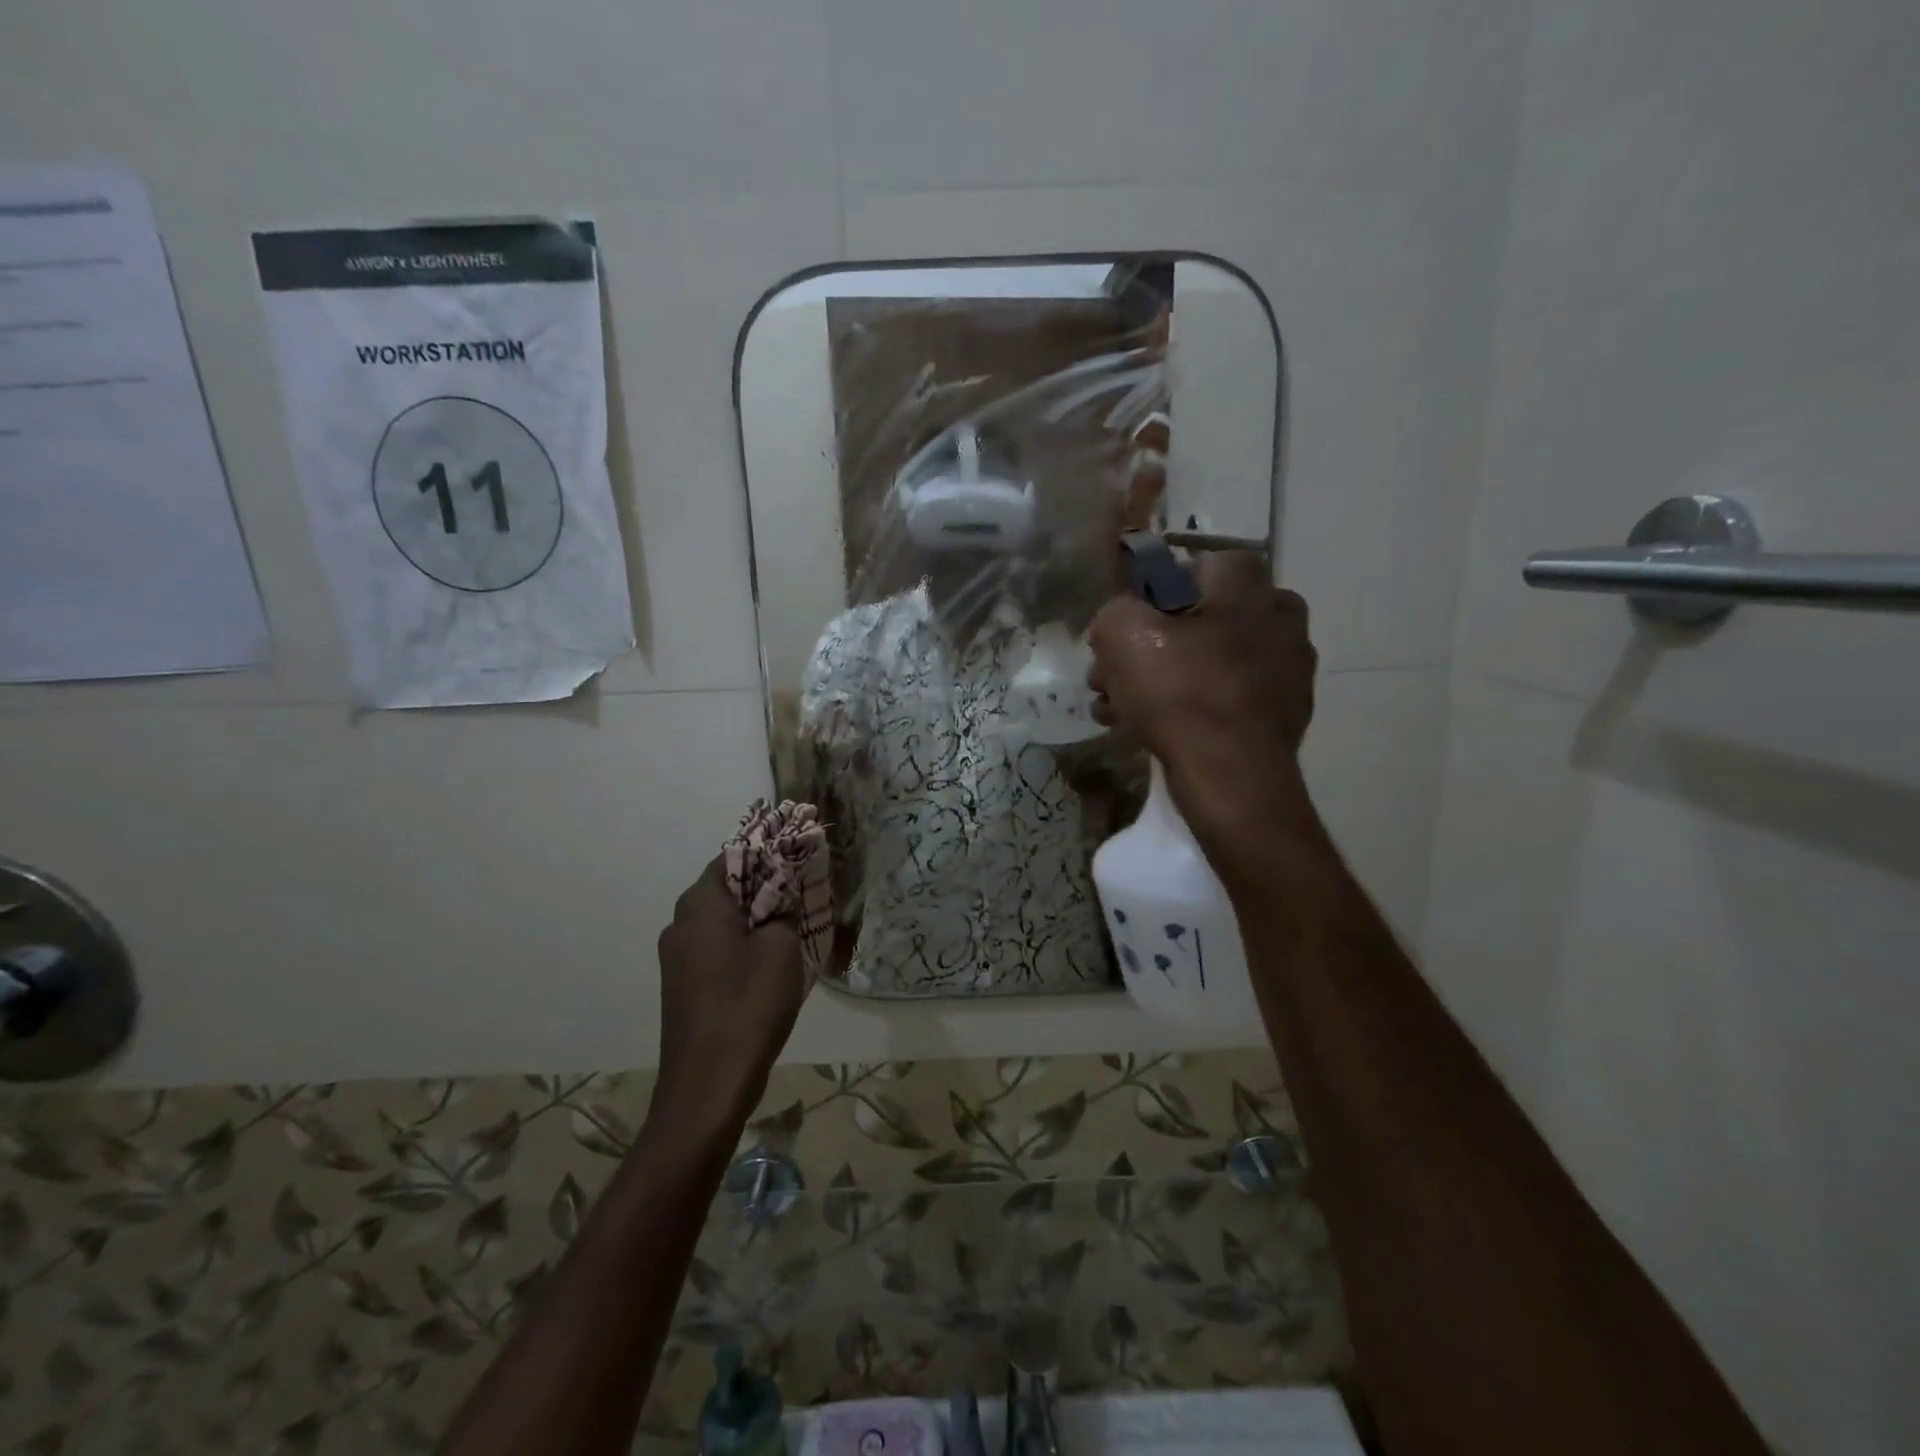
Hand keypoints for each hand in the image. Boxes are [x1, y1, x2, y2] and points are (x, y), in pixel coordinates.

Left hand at [654, 857, 809, 1133]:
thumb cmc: (748, 1006)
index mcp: (700, 904)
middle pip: (728, 887)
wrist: (708, 1086)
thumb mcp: (781, 948)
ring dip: (756, 919)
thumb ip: (783, 908)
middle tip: (805, 896)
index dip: (770, 855)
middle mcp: (680, 922)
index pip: (735, 856)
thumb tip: (783, 891)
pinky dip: (742, 945)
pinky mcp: (681, 984)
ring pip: (722, 920)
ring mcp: (676, 956)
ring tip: (794, 928)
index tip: (802, 862)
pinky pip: (715, 948)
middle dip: (766, 887)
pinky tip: (771, 963)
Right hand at [1087, 551, 1323, 866]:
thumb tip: (1120, 621)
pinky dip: (1191, 709)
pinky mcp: (1284, 716)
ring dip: (1160, 682)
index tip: (1128, 629)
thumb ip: (1115, 611)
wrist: (1233, 779)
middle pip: (1199, 621)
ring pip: (1207, 664)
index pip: (1199, 568)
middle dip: (1148, 649)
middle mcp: (1280, 620)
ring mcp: (1288, 672)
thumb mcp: (1122, 635)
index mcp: (1251, 588)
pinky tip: (1152, 732)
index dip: (1154, 594)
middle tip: (1111, 678)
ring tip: (1118, 711)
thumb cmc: (1180, 694)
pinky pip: (1225, 699)